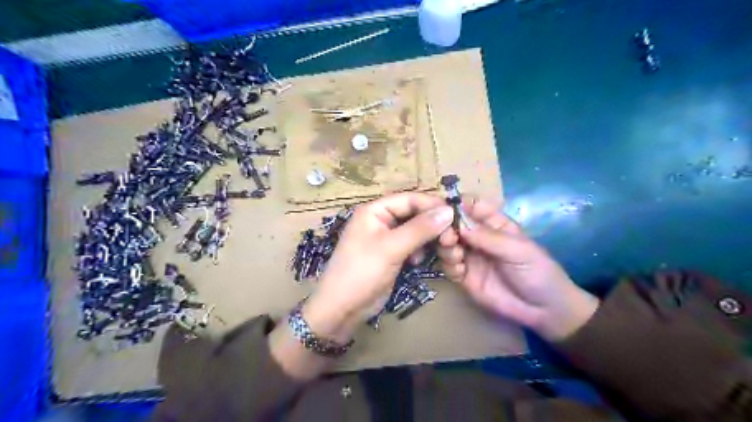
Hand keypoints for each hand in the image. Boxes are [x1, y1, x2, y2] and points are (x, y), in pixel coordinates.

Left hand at [303, 194, 451, 342]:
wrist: (341, 309)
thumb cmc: (361, 272)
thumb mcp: (391, 248)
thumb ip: (420, 228)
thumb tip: (449, 210)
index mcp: (375, 210)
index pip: (410, 199)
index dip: (432, 205)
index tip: (456, 216)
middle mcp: (381, 220)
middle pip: (414, 214)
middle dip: (433, 225)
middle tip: (451, 239)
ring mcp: (385, 238)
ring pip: (415, 231)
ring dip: (429, 239)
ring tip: (441, 249)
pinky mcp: (390, 255)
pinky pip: (411, 246)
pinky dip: (419, 251)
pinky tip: (418, 261)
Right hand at [435, 198, 599, 342]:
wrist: (544, 311)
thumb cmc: (538, 272)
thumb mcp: (518, 250)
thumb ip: (488, 238)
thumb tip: (458, 224)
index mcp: (494, 224)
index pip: (471, 206)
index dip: (457, 204)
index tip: (443, 208)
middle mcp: (478, 237)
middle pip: (454, 224)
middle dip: (446, 227)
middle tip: (447, 237)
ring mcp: (470, 256)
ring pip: (448, 244)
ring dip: (446, 247)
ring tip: (456, 255)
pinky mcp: (464, 276)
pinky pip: (448, 266)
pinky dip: (449, 265)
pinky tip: (459, 271)